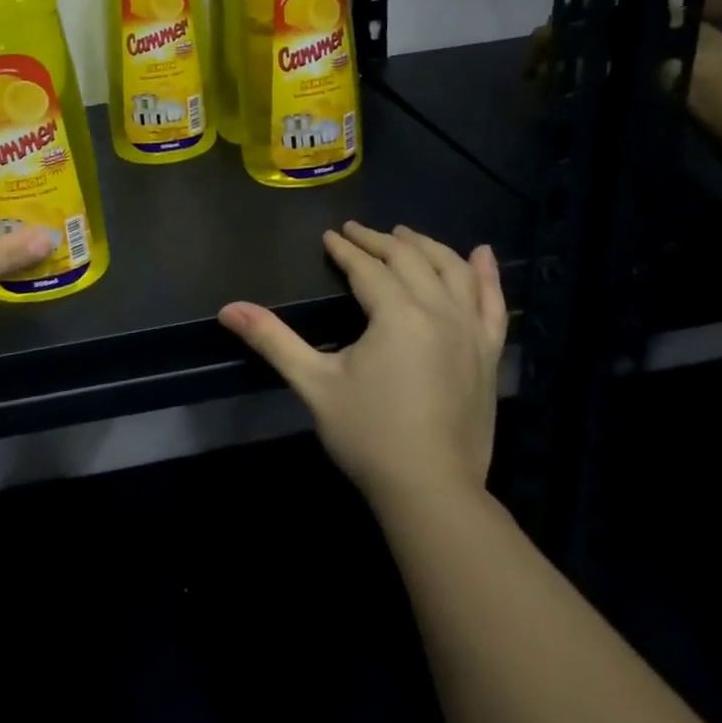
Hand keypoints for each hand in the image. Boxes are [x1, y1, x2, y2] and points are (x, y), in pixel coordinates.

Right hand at [219, 223, 507, 508]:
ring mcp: (471, 332)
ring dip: (428, 247)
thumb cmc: (368, 435)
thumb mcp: (313, 383)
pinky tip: (482, 255)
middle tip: (356, 232)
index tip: (329, 236)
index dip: (346, 249)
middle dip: (380, 241)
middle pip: (410, 260)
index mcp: (398, 315)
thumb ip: (272, 340)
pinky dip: (489, 276)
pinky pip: (494, 303)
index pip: (368, 268)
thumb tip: (227, 309)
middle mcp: (440, 312)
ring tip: (405, 235)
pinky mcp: (488, 354)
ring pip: (453, 272)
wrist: (431, 491)